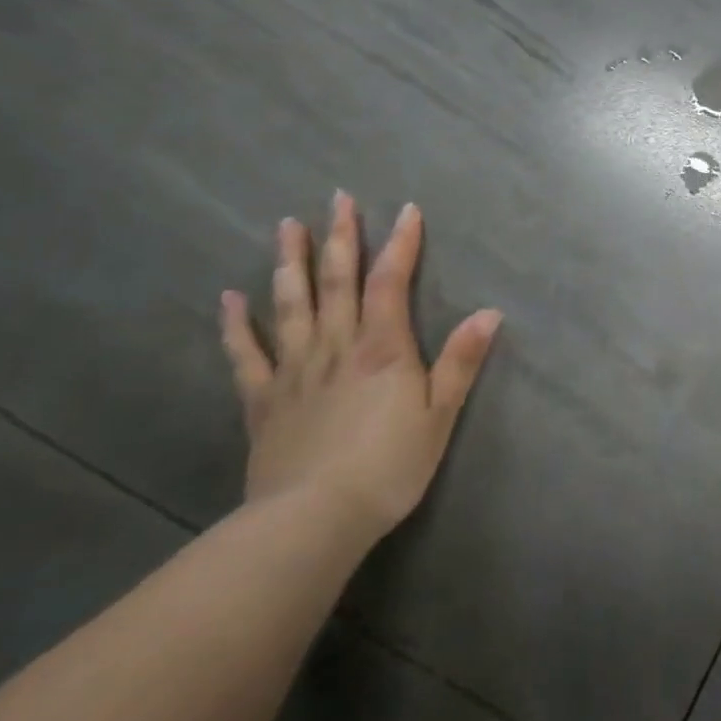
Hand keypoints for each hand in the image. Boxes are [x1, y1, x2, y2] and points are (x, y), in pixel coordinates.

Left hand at [219, 192, 501, 544]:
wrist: (311, 522)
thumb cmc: (388, 466)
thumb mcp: (440, 414)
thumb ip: (462, 361)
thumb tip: (490, 312)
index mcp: (382, 347)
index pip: (391, 281)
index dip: (401, 243)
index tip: (406, 209)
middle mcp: (336, 346)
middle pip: (337, 281)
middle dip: (341, 237)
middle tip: (337, 199)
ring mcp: (293, 370)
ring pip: (291, 304)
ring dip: (290, 262)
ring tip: (287, 226)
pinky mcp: (262, 400)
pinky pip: (246, 354)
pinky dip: (237, 324)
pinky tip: (229, 299)